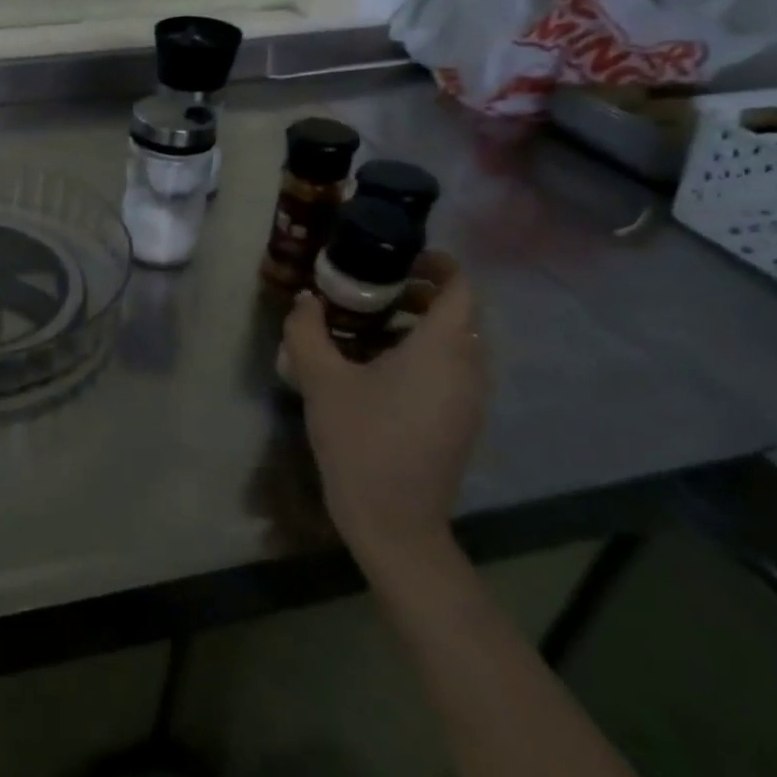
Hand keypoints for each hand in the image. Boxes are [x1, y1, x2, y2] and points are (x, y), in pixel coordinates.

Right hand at [281, 256, 487, 576]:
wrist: (394, 520)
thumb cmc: (360, 440)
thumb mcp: (321, 379)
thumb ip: (308, 331)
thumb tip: (306, 300)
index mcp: (441, 349)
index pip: (461, 288)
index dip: (439, 264)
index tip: (400, 256)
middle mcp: (468, 368)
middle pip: (460, 313)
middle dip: (422, 292)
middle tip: (374, 287)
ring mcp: (470, 398)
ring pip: (458, 342)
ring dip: (421, 324)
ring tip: (370, 325)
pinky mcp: (462, 421)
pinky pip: (453, 369)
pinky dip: (425, 352)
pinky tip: (379, 368)